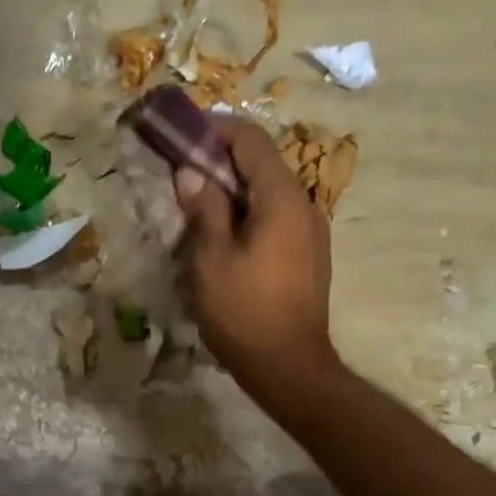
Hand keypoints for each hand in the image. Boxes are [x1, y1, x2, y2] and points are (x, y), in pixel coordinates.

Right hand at [176, 115, 338, 408]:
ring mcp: (310, 232)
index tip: (185, 131)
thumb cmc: (245, 312)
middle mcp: (304, 206)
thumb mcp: (212, 260)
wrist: (289, 366)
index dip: (218, 129)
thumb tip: (191, 172)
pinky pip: (277, 217)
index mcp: (282, 199)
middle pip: (264, 164)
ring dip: (235, 187)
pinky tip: (225, 233)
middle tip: (184, 167)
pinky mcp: (309, 256)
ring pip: (270, 192)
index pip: (252, 142)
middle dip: (223, 158)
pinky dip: (249, 211)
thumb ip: (204, 210)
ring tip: (199, 201)